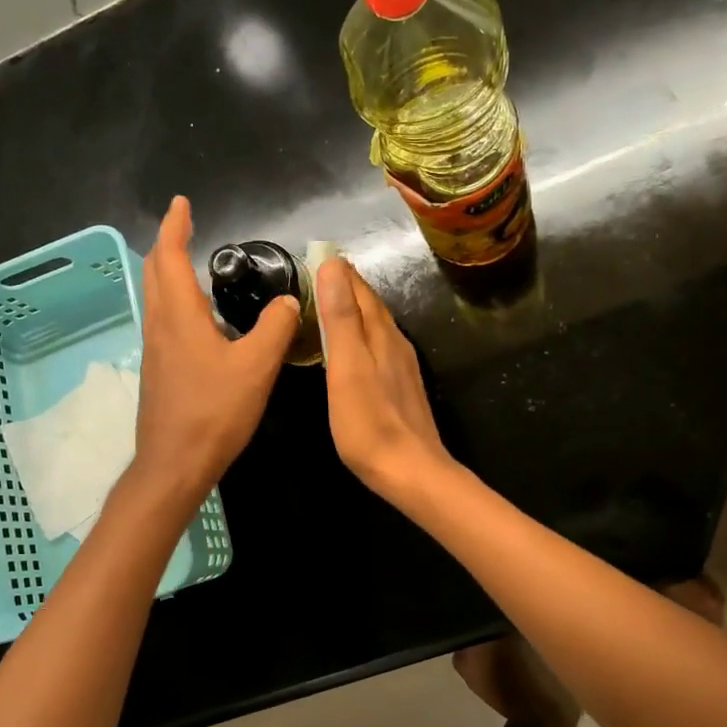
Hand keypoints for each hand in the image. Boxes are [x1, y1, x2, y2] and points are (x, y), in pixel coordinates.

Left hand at [133, 196, 297, 501]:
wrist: (175, 463)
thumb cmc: (215, 411)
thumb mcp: (257, 367)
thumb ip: (276, 329)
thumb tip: (289, 301)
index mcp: (180, 315)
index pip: (170, 256)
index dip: (175, 226)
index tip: (181, 203)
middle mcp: (160, 325)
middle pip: (155, 272)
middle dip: (168, 244)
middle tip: (186, 227)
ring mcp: (155, 350)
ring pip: (156, 298)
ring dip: (168, 273)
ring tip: (193, 265)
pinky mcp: (159, 371)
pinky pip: (164, 321)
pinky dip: (176, 302)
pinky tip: (199, 319)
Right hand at [316, 257, 453, 502]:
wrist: (411, 470)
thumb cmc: (369, 423)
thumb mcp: (346, 367)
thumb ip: (341, 318)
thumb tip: (333, 266)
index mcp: (380, 334)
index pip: (359, 290)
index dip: (338, 272)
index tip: (315, 256)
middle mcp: (395, 343)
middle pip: (370, 306)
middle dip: (347, 288)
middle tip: (319, 276)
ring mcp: (402, 367)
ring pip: (377, 327)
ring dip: (355, 312)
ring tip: (332, 306)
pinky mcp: (402, 389)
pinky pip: (380, 349)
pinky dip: (362, 337)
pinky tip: (354, 349)